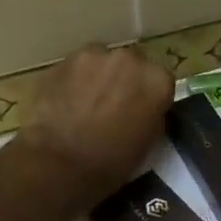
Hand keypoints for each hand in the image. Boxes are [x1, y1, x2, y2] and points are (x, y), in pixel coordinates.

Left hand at [14, 45, 173, 205]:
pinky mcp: (64, 60)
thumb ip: (152, 116)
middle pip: (131, 65)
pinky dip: (73, 80)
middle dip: (124, 81)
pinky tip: (65, 102)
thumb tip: (144, 109)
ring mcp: (95, 56)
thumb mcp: (148, 144)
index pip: (160, 81)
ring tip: (85, 104)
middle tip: (111, 106)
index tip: (139, 111)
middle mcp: (131, 59)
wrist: (59, 164)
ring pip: (101, 62)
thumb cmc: (111, 163)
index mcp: (157, 81)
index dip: (148, 97)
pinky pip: (75, 67)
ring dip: (98, 77)